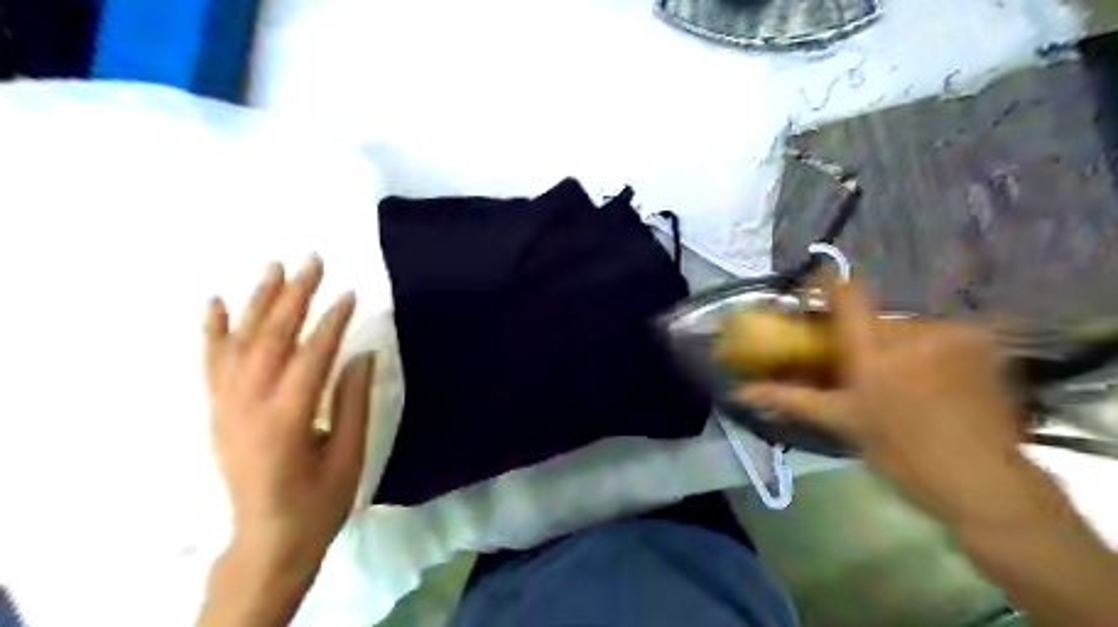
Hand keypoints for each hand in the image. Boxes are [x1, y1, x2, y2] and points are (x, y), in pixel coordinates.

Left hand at [204, 257, 371, 569]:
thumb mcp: (349, 457)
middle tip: (313, 261)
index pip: (311, 356)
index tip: (350, 293)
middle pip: (271, 339)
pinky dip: (212, 331)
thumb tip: (361, 354)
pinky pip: (211, 363)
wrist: (267, 540)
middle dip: (294, 296)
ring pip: (240, 343)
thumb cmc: (318, 503)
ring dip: (258, 301)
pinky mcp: (217, 411)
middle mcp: (248, 406)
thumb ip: (352, 402)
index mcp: (287, 420)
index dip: (332, 322)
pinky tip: (215, 303)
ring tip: (275, 267)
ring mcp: (226, 407)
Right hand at [741, 278, 1023, 524]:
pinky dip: (925, 351)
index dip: (826, 284)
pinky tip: (930, 380)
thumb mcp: (841, 423)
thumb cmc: (900, 454)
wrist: (983, 482)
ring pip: (905, 328)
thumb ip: (789, 398)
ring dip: (894, 347)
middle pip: (873, 318)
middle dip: (861, 337)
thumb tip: (740, 391)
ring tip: (898, 381)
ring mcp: (952, 335)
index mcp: (874, 354)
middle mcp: (913, 333)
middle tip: (859, 368)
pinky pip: (936, 336)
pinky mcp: (980, 343)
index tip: (812, 291)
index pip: (847, 295)